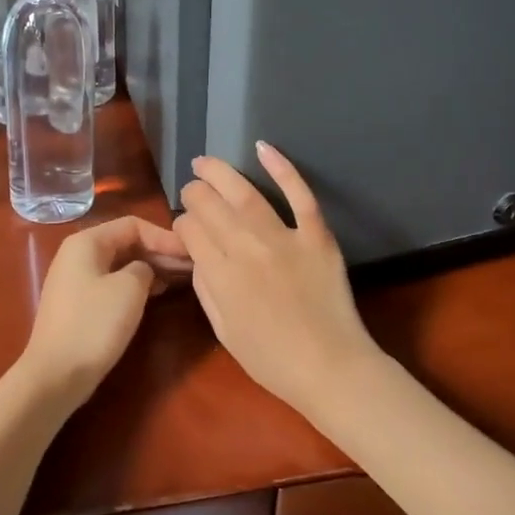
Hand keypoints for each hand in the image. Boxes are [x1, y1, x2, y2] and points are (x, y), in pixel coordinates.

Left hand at [17, 216, 191, 409]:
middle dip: (159, 252)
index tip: (190, 253)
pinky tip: (157, 294)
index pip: (133, 225)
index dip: (164, 237)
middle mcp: (78, 254)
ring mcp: (76, 280)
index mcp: (86, 241)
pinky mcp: (79, 304)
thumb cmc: (94, 324)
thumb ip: (145, 268)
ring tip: (180, 279)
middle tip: (191, 266)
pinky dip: (136, 285)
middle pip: (126, 242)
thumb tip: (146, 270)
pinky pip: (112, 283)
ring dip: (151, 269)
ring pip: (121, 264)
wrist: (56, 374)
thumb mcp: (130, 288)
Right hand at [175, 143, 378, 419]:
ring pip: (245, 194)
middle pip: (210, 206)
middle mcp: (246, 249)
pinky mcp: (317, 235)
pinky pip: (299, 194)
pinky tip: (263, 147)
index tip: (187, 228)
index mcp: (220, 276)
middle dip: (195, 193)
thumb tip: (198, 256)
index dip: (183, 224)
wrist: (330, 367)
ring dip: (220, 172)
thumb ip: (206, 289)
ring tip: (204, 161)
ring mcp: (284, 238)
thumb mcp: (224, 331)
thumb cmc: (272, 360)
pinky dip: (282, 168)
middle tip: (192, 189)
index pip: (190, 231)